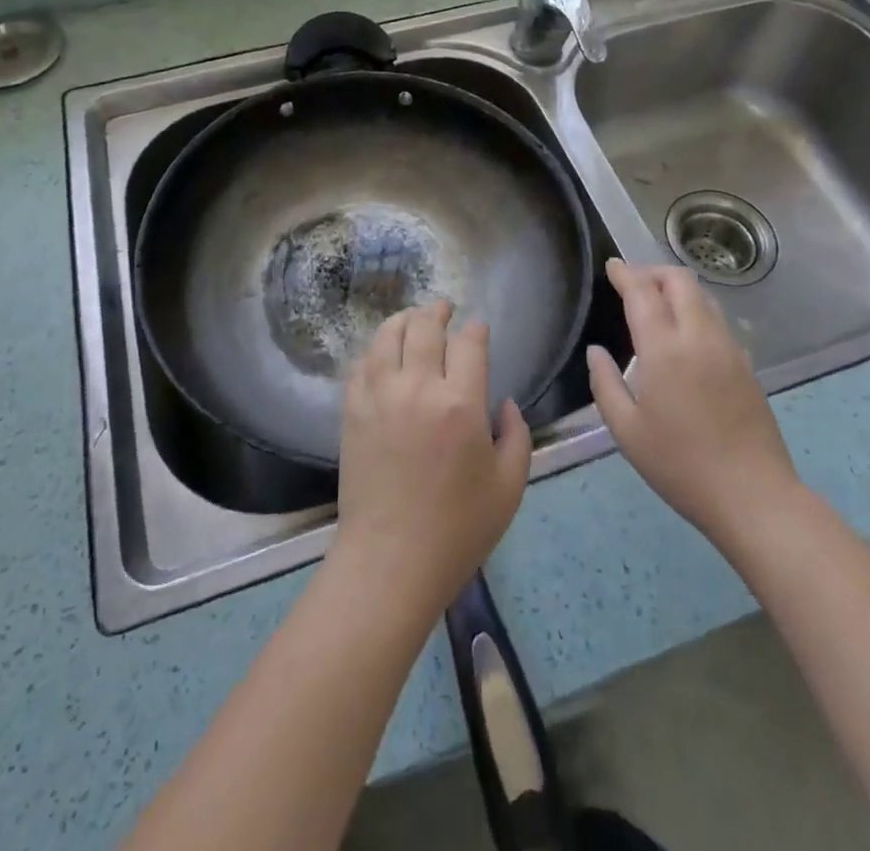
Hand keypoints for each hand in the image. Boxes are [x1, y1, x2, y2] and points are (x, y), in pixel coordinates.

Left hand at [331, 300, 532, 621]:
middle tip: (444, 309)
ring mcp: (379, 397)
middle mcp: (417, 388)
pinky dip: (375, 350)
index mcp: (460, 404)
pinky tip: (382, 352)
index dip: (476, 330)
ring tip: (412, 318)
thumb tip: (506, 403)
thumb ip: (517, 436)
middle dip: (437, 311)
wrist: (390, 561)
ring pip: (387, 337)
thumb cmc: (458, 529)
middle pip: (424, 328)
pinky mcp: (352, 412)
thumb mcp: (509, 486)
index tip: (479, 328)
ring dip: (402, 320)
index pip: (469, 344)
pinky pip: (361, 365)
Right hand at [587, 260, 800, 545]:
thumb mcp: (626, 431)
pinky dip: (696, 311)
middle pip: (680, 280)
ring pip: (704, 297)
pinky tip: (685, 336)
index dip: (625, 273)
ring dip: (677, 288)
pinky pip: (718, 320)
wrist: (754, 496)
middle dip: (653, 272)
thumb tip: (596, 351)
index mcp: (665, 349)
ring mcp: (729, 348)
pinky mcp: (747, 364)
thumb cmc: (680, 465)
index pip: (643, 292)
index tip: (611, 266)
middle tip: (632, 283)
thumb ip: (605, 383)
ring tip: (656, 303)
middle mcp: (700, 337)